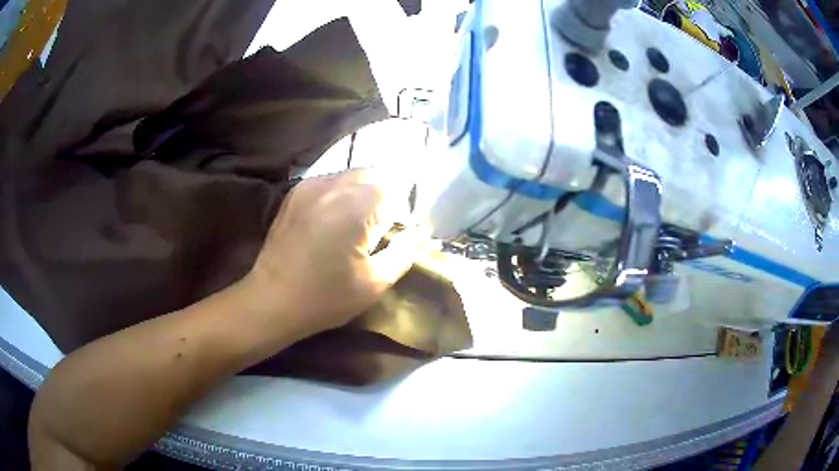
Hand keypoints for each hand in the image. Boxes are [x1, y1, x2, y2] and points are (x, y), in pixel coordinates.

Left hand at [242, 168, 425, 339]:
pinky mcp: (295, 192)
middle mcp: (332, 185)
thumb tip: (418, 234)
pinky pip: (330, 181)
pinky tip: (334, 221)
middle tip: (379, 230)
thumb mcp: (374, 283)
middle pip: (373, 174)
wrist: (271, 300)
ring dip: (362, 193)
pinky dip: (341, 194)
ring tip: (357, 225)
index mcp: (355, 205)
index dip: (401, 209)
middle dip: (384, 196)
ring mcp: (310, 185)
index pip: (395, 186)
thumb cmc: (325, 297)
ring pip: (351, 175)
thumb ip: (404, 252)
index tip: (395, 234)